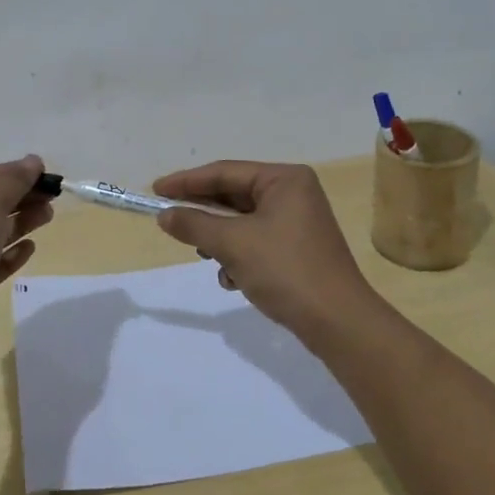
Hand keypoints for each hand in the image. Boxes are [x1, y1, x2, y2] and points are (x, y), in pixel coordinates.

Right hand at [153, 161, 372, 340]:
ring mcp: (297, 222)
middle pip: (234, 196)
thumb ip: (195, 224)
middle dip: (204, 214)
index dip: (187, 181)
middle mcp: (293, 193)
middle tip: (171, 223)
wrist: (338, 322)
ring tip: (207, 256)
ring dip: (220, 240)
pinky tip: (233, 279)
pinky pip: (256, 242)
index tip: (156, 190)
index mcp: (284, 179)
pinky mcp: (297, 249)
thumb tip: (164, 215)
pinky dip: (239, 256)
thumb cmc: (285, 270)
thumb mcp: (233, 244)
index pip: (225, 172)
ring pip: (242, 222)